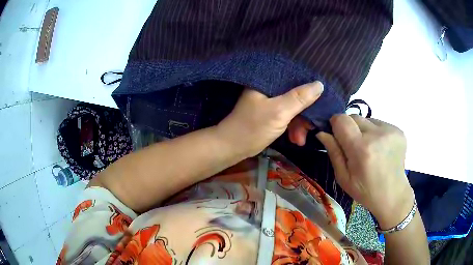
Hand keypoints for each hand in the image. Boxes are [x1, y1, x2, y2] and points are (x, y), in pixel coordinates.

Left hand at [217, 81, 323, 157]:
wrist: (232, 148)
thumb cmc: (253, 128)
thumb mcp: (279, 112)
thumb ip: (299, 98)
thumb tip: (320, 84)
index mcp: (268, 81)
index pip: (294, 77)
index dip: (310, 88)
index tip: (322, 102)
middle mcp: (269, 88)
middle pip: (296, 95)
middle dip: (305, 114)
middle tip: (311, 128)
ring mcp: (269, 102)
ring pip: (293, 108)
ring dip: (300, 125)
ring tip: (300, 140)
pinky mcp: (270, 114)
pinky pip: (287, 117)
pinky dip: (293, 128)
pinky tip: (296, 140)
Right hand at [316, 114, 413, 228]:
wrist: (393, 194)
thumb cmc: (365, 191)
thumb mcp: (343, 177)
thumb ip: (333, 152)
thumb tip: (322, 132)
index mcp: (361, 149)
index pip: (341, 120)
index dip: (336, 124)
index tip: (336, 135)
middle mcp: (377, 135)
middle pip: (354, 116)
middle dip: (350, 128)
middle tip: (354, 147)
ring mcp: (391, 131)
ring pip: (367, 119)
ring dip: (364, 130)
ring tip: (369, 149)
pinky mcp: (399, 130)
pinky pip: (379, 123)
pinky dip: (376, 132)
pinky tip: (380, 148)